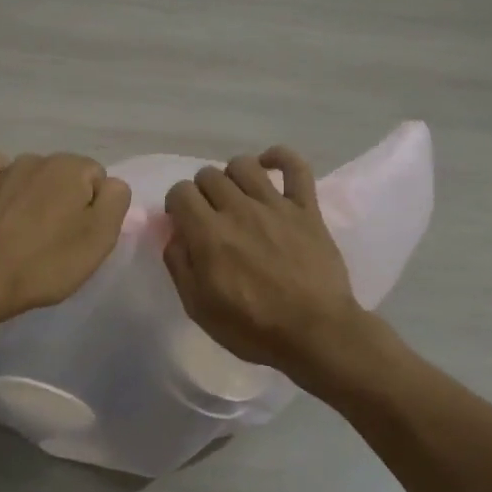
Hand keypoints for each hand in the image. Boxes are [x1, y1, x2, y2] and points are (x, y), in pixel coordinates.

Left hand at [0, 150, 131, 327]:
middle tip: (60, 240)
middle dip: (68, 200)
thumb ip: (116, 201)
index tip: (84, 237)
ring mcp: (5, 170)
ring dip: (38, 194)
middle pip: (67, 175)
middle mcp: (39, 159)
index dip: (97, 209)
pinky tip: (3, 198)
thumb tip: (111, 185)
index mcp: (72, 168)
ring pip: (34, 174)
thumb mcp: (100, 238)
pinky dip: (2, 179)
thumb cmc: (47, 263)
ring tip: (30, 230)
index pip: (99, 179)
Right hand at [162, 147, 368, 379]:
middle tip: (210, 216)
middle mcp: (239, 210)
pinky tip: (269, 165)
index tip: (183, 222)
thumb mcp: (199, 308)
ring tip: (237, 196)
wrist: (316, 333)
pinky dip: (280, 157)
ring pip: (244, 164)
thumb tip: (175, 234)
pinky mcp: (306, 208)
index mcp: (209, 234)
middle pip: (209, 175)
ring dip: (232, 176)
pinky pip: (296, 166)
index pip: (180, 192)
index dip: (176, 205)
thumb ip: (179, 265)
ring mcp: (275, 205)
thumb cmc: (253, 328)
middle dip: (202, 192)